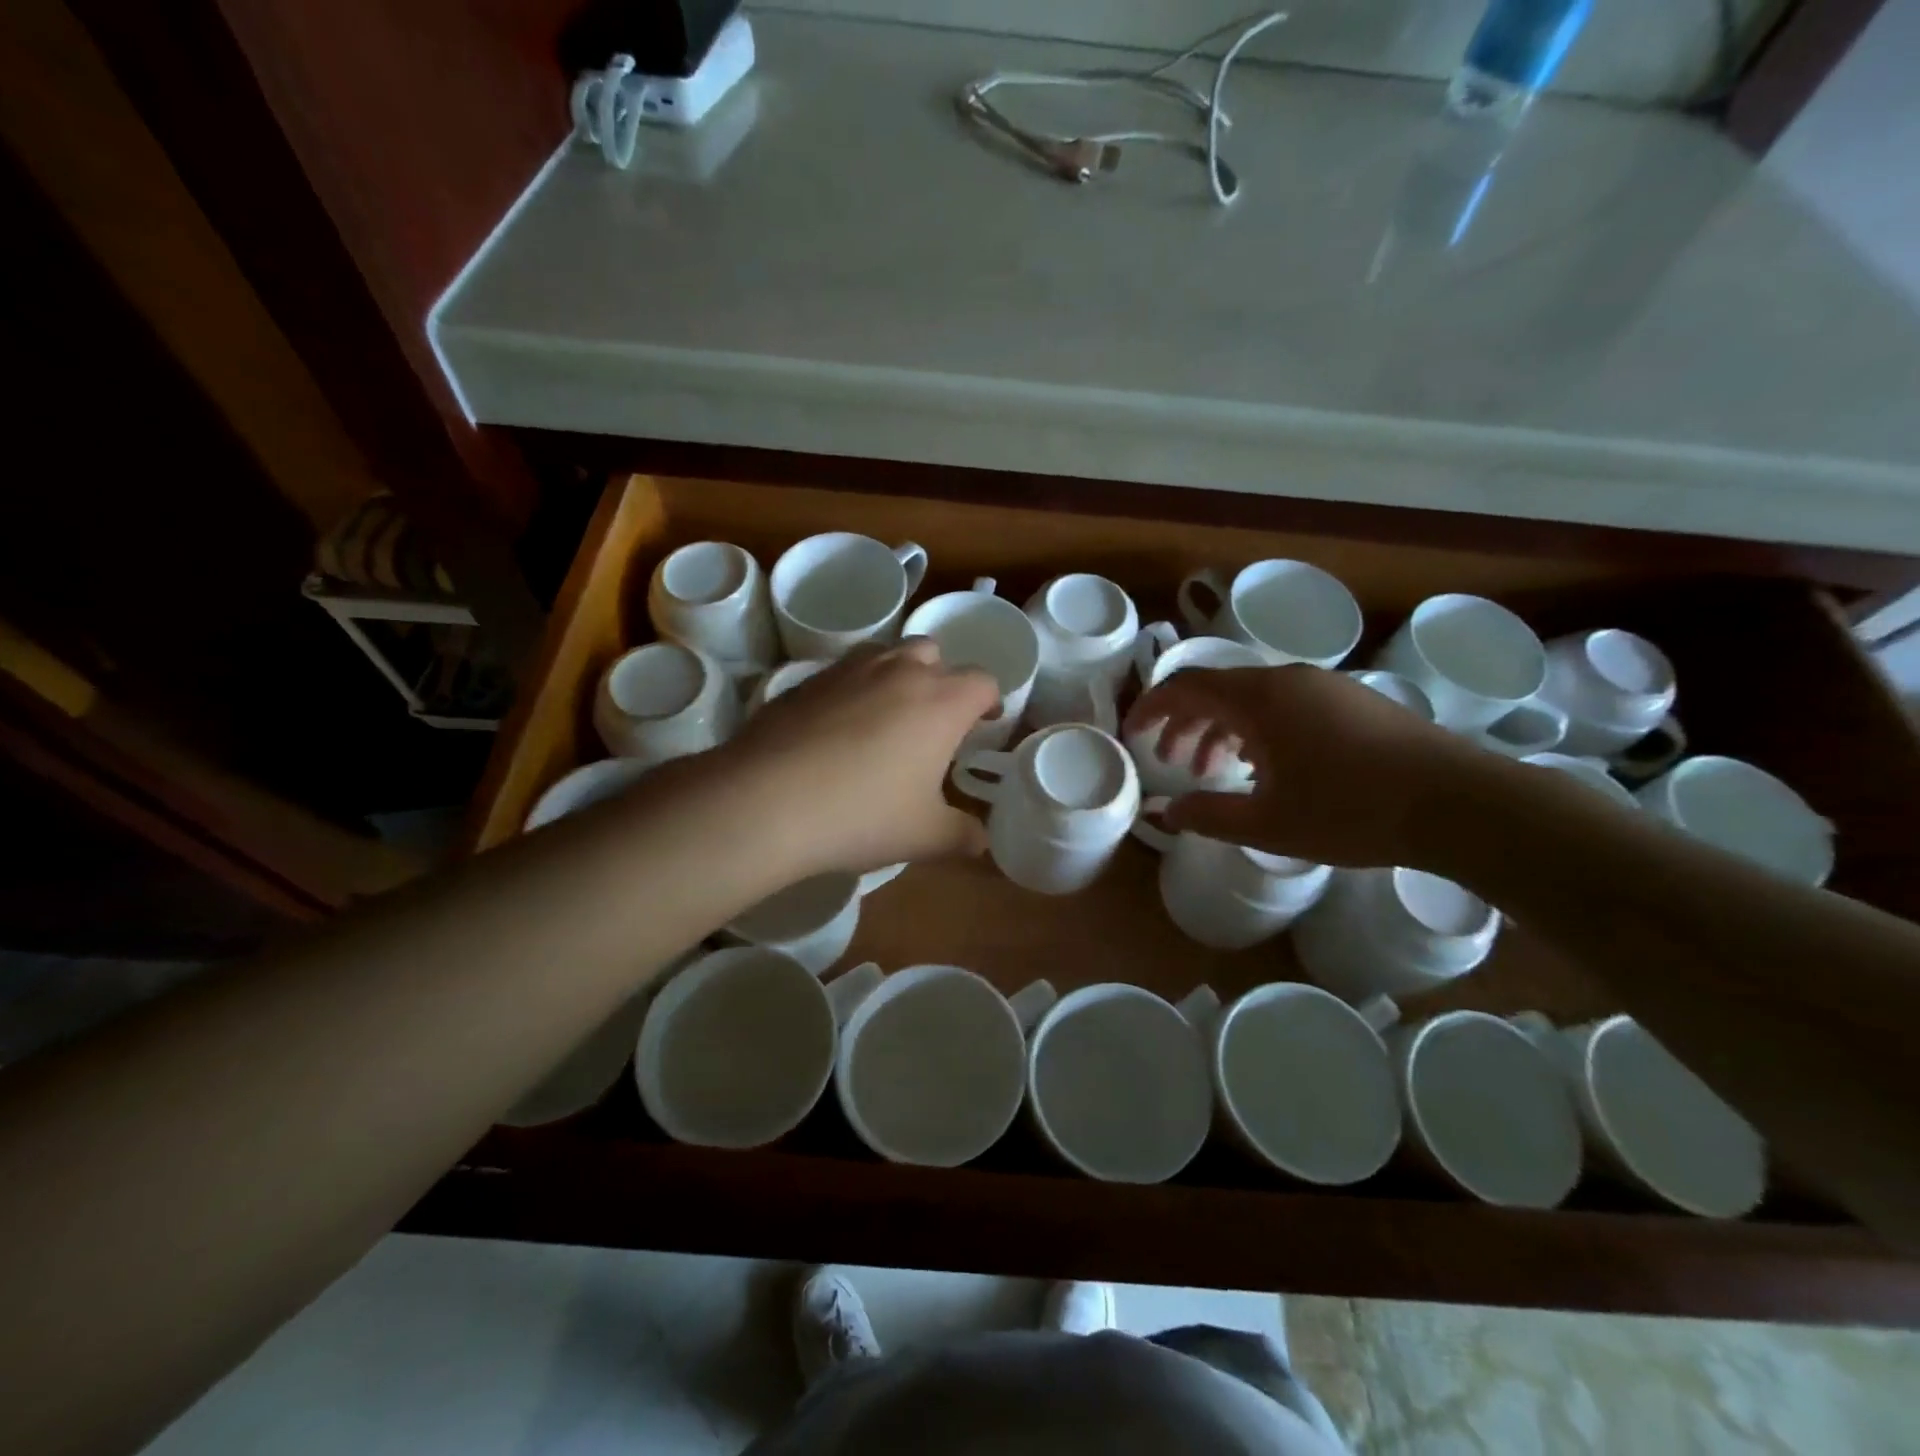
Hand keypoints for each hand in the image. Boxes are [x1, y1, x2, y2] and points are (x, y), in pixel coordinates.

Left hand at [716, 640, 1000, 876]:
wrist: (767, 801)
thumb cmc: (863, 814)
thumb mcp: (924, 836)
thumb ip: (962, 835)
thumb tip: (981, 842)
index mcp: (941, 701)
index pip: (983, 681)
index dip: (989, 702)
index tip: (983, 725)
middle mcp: (899, 671)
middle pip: (934, 653)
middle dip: (941, 679)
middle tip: (934, 721)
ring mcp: (848, 670)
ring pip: (885, 654)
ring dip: (896, 675)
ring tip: (887, 717)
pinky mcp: (805, 680)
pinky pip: (842, 673)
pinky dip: (852, 690)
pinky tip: (836, 730)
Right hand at [1125, 665, 1490, 867]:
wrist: (1458, 803)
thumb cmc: (1351, 811)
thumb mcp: (1267, 824)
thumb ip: (1207, 816)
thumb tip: (1163, 814)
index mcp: (1259, 699)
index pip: (1186, 687)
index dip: (1152, 708)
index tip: (1134, 735)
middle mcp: (1287, 680)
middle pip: (1217, 689)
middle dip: (1185, 723)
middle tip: (1172, 763)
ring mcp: (1324, 686)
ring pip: (1252, 697)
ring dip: (1222, 729)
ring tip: (1215, 771)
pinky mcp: (1352, 701)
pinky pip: (1285, 704)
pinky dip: (1257, 729)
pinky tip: (1267, 768)